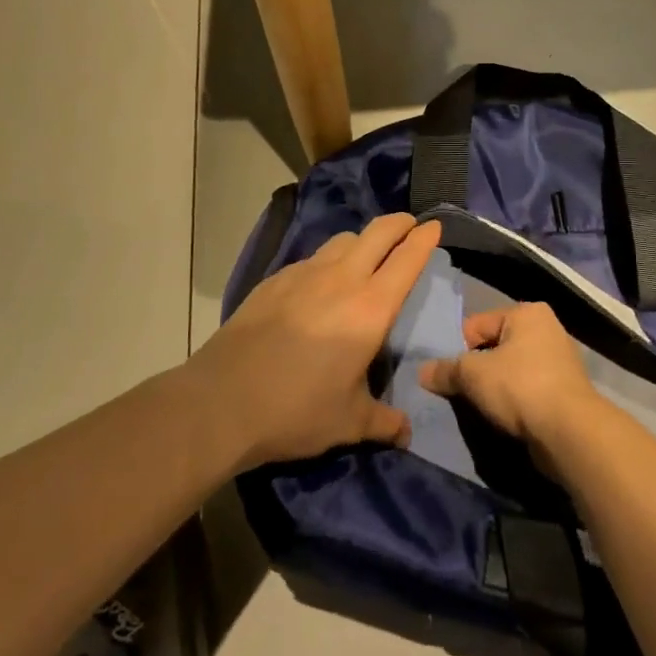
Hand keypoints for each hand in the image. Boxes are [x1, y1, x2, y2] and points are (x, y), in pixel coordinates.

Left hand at [187, 213, 440, 469]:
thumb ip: (383, 422)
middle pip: (377, 233)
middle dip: (398, 223)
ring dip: (362, 240)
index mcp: (369, 309)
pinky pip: (311, 258)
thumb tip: (406, 432)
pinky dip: (327, 260)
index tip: (434, 227)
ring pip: (342, 239)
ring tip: (365, 255)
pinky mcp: (273, 281)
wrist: (221, 400)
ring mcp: (303, 275)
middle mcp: (340, 280)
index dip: (423, 240)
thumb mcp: (348, 422)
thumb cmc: (296, 410)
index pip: (406, 260)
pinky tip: (319, 284)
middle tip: (408, 225)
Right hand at [418, 302, 601, 451]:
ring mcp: (559, 361)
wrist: (569, 432)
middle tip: (463, 393)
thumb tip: (422, 372)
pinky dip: (514, 402)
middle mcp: (547, 329)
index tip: (450, 376)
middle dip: (477, 370)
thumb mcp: (472, 375)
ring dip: (495, 388)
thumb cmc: (519, 387)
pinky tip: (505, 418)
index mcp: (527, 313)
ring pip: (510, 371)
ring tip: (483, 408)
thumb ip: (445, 371)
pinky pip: (527, 391)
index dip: (458, 350)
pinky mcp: (565, 392)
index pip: (477, 325)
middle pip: (494, 347)